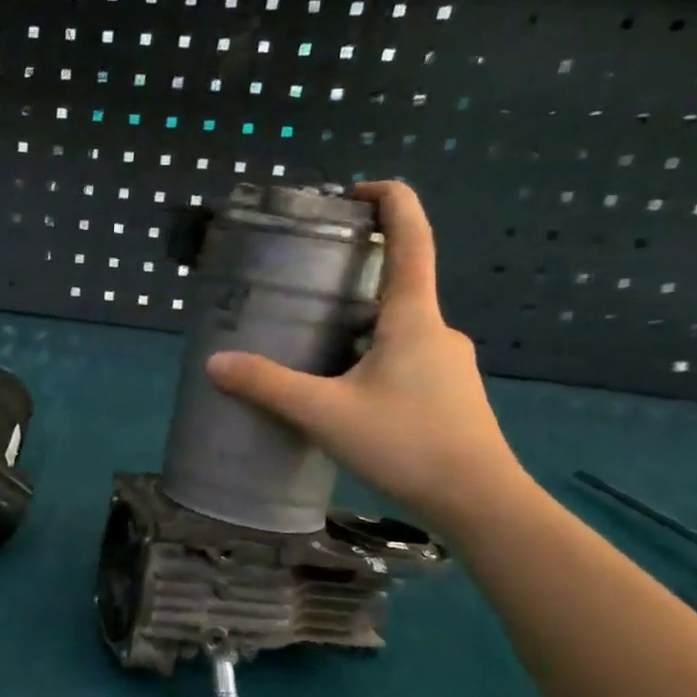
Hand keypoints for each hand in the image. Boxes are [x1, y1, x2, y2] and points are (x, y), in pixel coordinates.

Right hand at [206, 181, 525, 532]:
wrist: (480, 504)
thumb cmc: (407, 444)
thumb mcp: (325, 413)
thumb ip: (268, 386)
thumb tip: (215, 362)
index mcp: (414, 319)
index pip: (411, 240)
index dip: (390, 203)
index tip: (356, 191)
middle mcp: (437, 331)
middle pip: (395, 287)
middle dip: (351, 281)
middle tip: (302, 292)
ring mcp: (447, 364)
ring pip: (395, 330)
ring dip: (356, 328)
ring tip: (309, 347)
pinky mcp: (448, 395)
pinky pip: (402, 360)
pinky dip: (368, 359)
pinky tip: (340, 392)